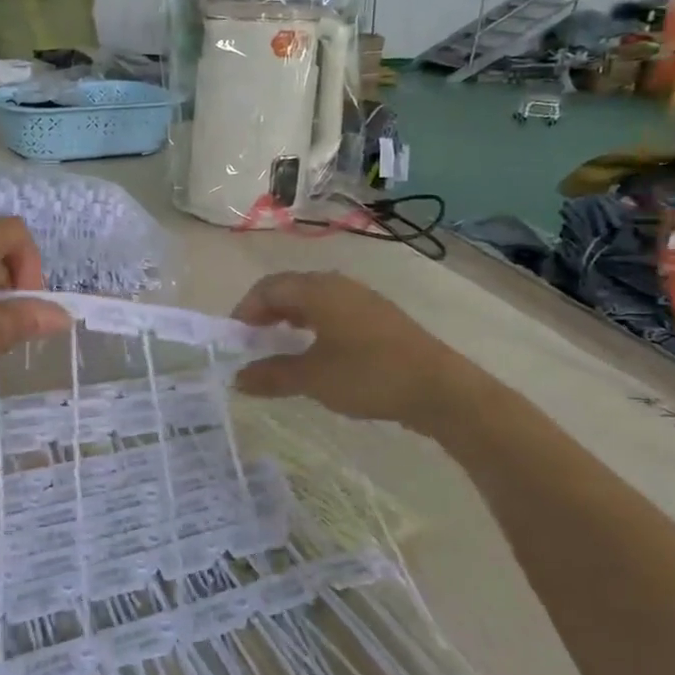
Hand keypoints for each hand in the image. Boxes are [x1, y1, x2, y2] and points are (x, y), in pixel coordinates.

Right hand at [231, 271, 488, 431]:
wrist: (439, 388)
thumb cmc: (368, 375)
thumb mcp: (313, 379)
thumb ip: (272, 375)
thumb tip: (237, 378)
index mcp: (318, 290)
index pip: (268, 288)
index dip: (245, 310)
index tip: (234, 340)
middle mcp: (338, 285)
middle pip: (290, 289)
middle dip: (265, 313)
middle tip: (251, 342)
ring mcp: (362, 300)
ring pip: (313, 300)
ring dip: (289, 320)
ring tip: (278, 347)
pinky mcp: (378, 318)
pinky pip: (333, 312)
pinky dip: (312, 326)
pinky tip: (315, 352)